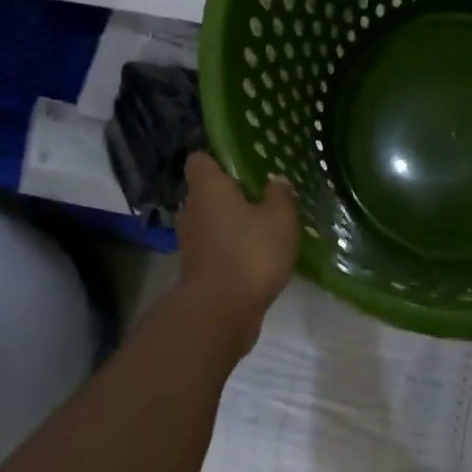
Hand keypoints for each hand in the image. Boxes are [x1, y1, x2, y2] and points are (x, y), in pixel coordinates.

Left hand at [176, 152, 298, 330]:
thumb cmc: (250, 252)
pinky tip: (257, 256)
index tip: (242, 165)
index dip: (218, 159)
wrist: (220, 312)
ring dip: (231, 223)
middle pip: (206, 192)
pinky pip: (214, 247)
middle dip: (230, 194)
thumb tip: (276, 181)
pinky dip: (230, 248)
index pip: (200, 160)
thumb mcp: (280, 218)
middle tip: (261, 196)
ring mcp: (190, 242)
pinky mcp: (196, 269)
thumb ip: (280, 195)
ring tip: (263, 228)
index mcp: (208, 188)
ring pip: (210, 221)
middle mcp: (192, 210)